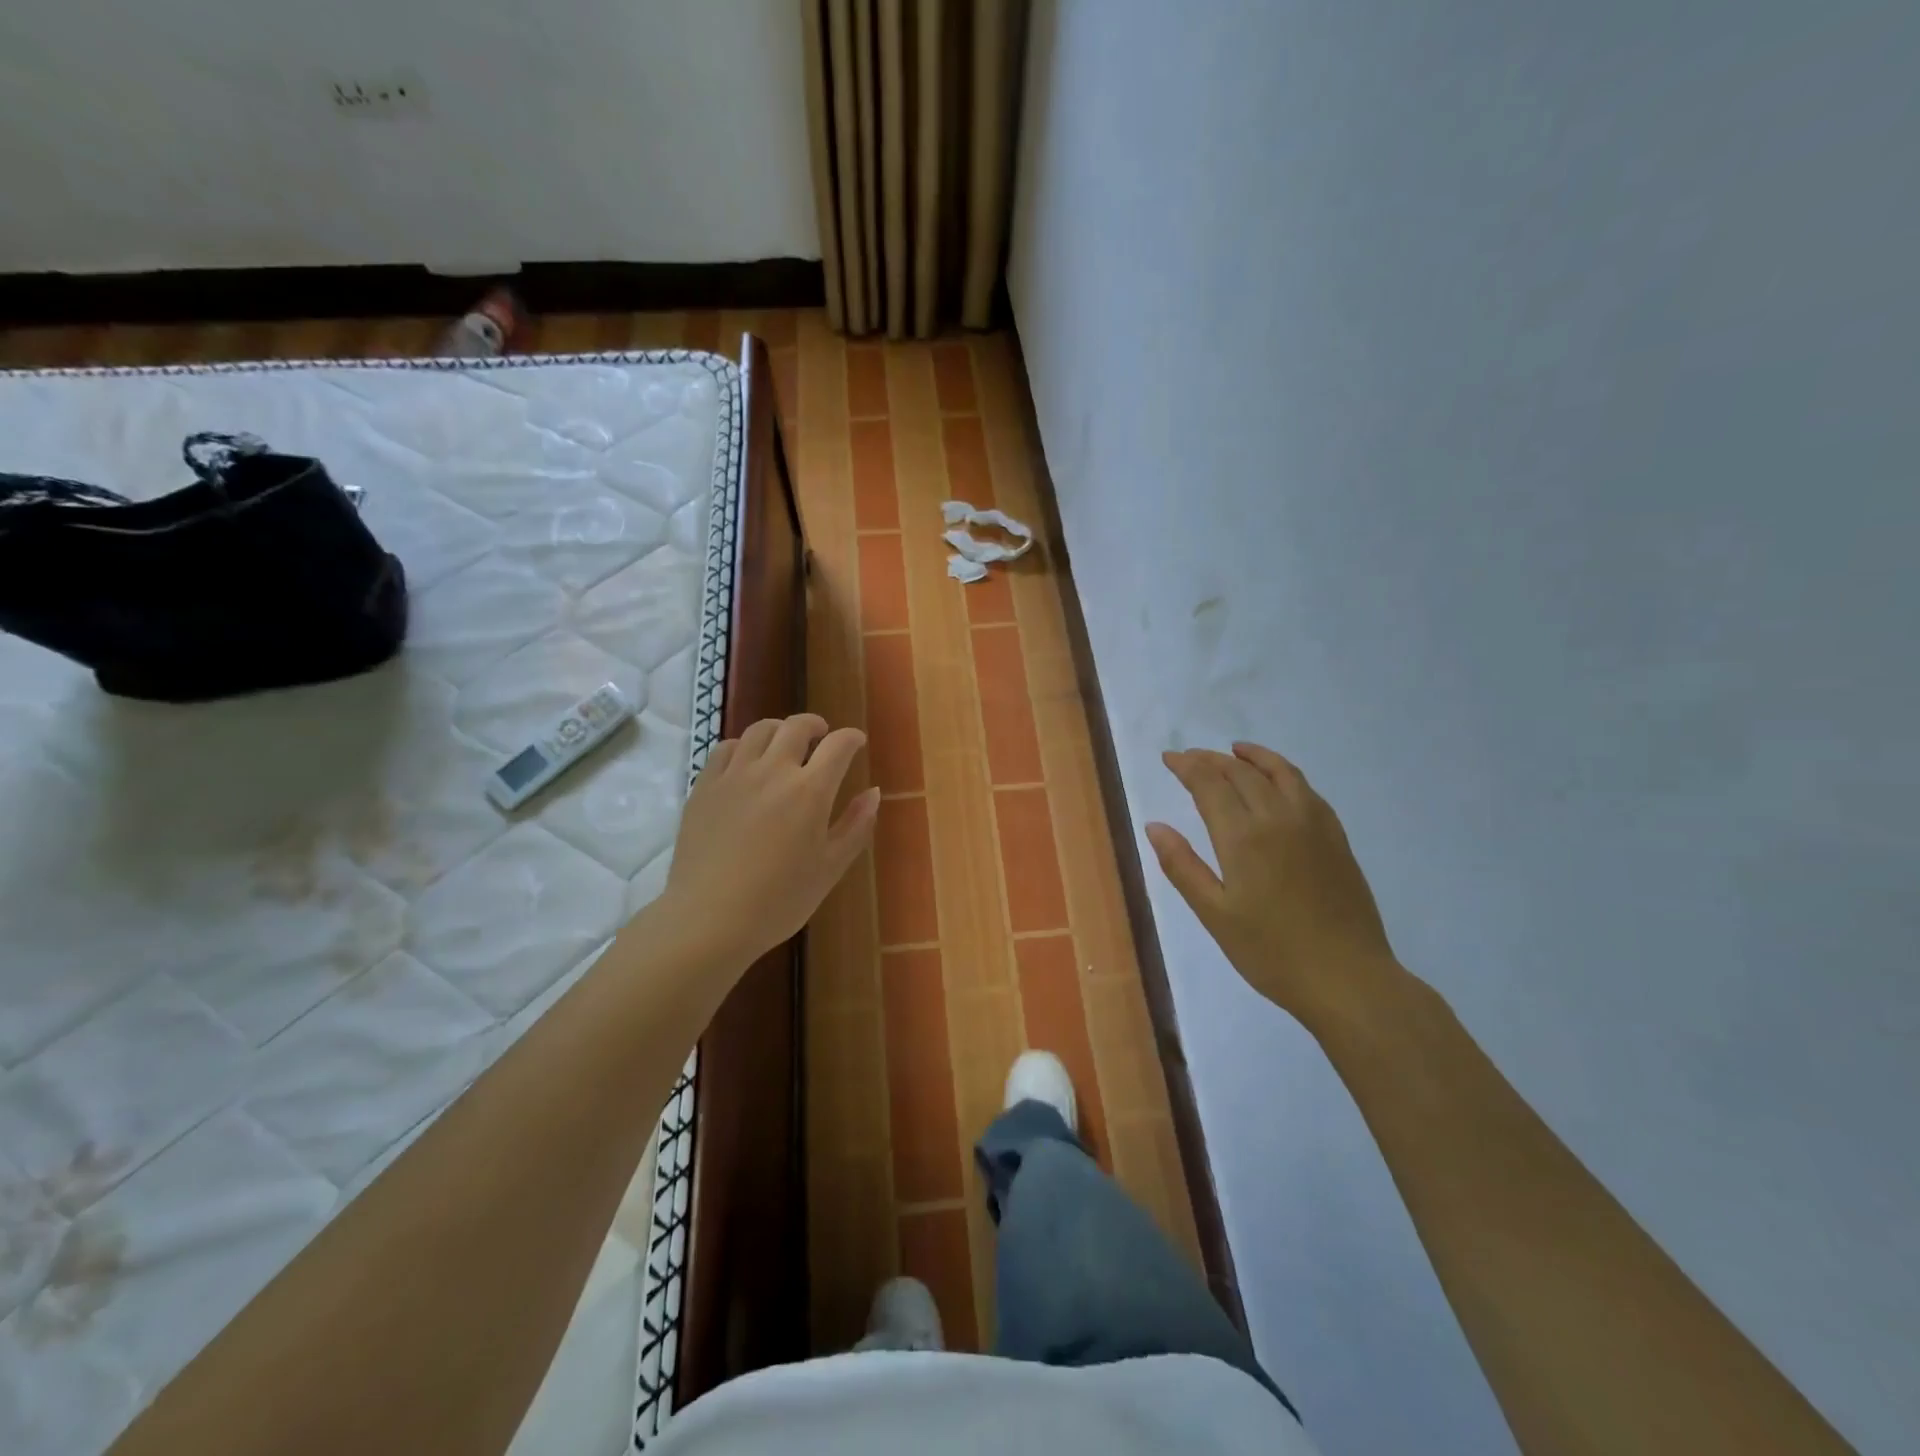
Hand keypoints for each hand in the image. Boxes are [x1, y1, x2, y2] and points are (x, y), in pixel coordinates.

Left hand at [661, 714, 878, 967]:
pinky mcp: (704, 787)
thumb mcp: (830, 868)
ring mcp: (734, 776)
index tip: (857, 741)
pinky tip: (747, 762)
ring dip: (779, 730)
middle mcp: (773, 771)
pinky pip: (724, 748)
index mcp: (810, 791)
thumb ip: (855, 825)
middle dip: (815, 725)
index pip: (838, 745)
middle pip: (796, 726)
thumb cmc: (779, 901)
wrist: (709, 919)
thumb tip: (874, 792)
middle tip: (822, 736)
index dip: (852, 737)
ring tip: (785, 744)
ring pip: (759, 730)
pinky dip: (743, 746)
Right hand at [1146, 742, 1399, 1033]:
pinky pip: (1306, 789)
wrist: (1347, 978)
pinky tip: (1278, 780)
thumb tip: (1154, 826)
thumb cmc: (1271, 952)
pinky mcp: (1336, 836)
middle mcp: (1277, 818)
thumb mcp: (1215, 915)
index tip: (1169, 758)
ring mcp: (1313, 824)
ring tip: (1234, 750)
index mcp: (1243, 837)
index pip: (1208, 784)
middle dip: (1211, 760)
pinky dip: (1284, 772)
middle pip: (1240, 773)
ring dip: (1252, 757)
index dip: (1186, 766)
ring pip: (1279, 772)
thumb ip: (1182, 866)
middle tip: (1190, 757)